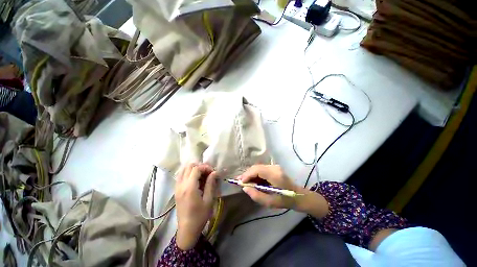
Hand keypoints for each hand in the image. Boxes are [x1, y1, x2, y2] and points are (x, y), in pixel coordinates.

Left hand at [175, 163, 217, 249]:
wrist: (187, 230)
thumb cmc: (200, 216)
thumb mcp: (208, 200)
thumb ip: (211, 184)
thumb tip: (215, 172)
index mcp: (189, 188)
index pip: (196, 169)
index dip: (205, 167)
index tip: (213, 172)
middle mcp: (181, 185)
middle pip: (189, 166)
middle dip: (200, 166)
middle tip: (208, 172)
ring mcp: (177, 187)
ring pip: (183, 170)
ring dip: (193, 169)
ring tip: (202, 175)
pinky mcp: (176, 190)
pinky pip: (181, 176)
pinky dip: (188, 173)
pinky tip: (196, 180)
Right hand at [240, 164, 328, 217]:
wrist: (298, 196)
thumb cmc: (285, 200)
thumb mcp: (270, 202)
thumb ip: (256, 195)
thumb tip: (245, 187)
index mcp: (274, 175)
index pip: (257, 170)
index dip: (247, 175)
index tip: (241, 182)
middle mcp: (274, 167)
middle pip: (256, 167)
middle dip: (247, 174)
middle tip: (239, 181)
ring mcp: (274, 166)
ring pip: (258, 167)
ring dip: (250, 173)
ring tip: (243, 181)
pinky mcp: (274, 168)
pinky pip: (261, 169)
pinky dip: (255, 174)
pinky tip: (251, 180)